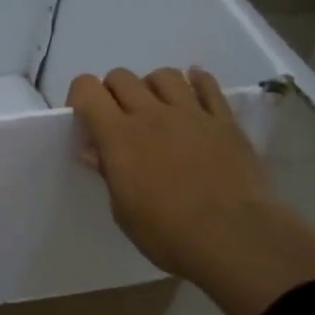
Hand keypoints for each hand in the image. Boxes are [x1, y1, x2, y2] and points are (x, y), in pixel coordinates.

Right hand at [66, 67, 314, 314]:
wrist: (235, 238)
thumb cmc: (168, 233)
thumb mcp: (123, 211)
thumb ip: (109, 173)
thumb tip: (96, 151)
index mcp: (118, 136)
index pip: (87, 89)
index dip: (79, 97)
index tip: (84, 120)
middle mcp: (151, 114)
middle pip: (121, 77)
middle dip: (113, 92)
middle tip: (119, 119)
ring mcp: (191, 114)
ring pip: (164, 75)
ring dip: (153, 87)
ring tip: (157, 109)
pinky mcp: (224, 121)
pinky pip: (208, 86)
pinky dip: (198, 82)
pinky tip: (195, 87)